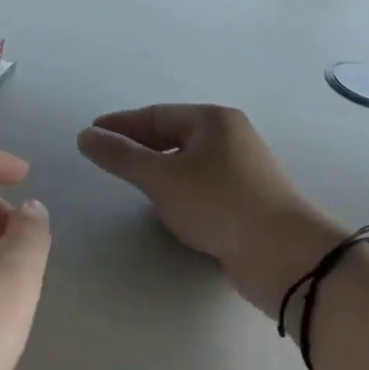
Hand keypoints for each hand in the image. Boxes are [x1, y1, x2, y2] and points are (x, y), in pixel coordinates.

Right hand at [78, 105, 346, 310]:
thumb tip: (86, 136)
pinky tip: (165, 206)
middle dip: (138, 145)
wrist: (283, 254)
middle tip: (105, 157)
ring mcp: (242, 169)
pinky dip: (177, 189)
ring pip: (188, 162)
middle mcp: (230, 137)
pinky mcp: (246, 200)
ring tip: (129, 180)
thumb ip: (122, 157)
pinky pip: (201, 185)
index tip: (90, 134)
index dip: (120, 125)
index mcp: (213, 120)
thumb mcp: (162, 178)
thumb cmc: (219, 204)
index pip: (156, 115)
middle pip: (173, 135)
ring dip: (158, 168)